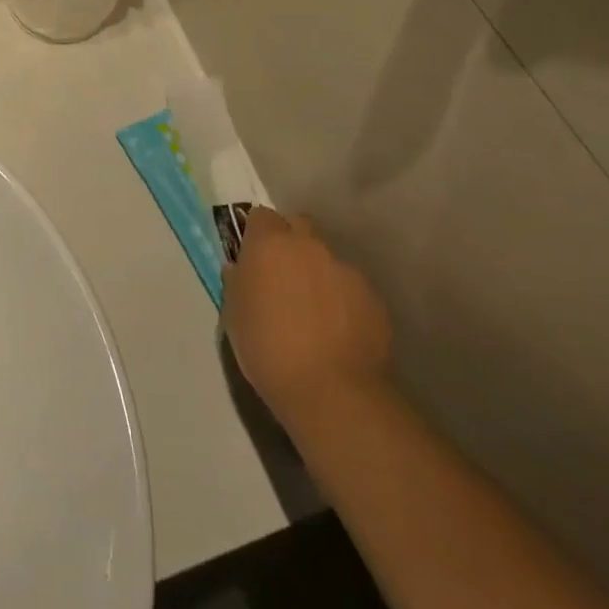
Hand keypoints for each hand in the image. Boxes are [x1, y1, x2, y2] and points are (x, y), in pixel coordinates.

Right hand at [222, 211, 392, 424]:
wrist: (331, 392)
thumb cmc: (267, 348)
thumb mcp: (233, 313)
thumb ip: (238, 281)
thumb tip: (242, 270)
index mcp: (270, 244)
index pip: (261, 216)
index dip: (258, 233)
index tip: (253, 257)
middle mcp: (310, 247)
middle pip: (300, 227)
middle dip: (291, 244)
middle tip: (283, 278)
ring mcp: (347, 271)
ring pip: (328, 260)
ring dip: (319, 275)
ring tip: (314, 313)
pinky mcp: (375, 300)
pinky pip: (352, 289)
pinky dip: (343, 301)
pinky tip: (338, 332)